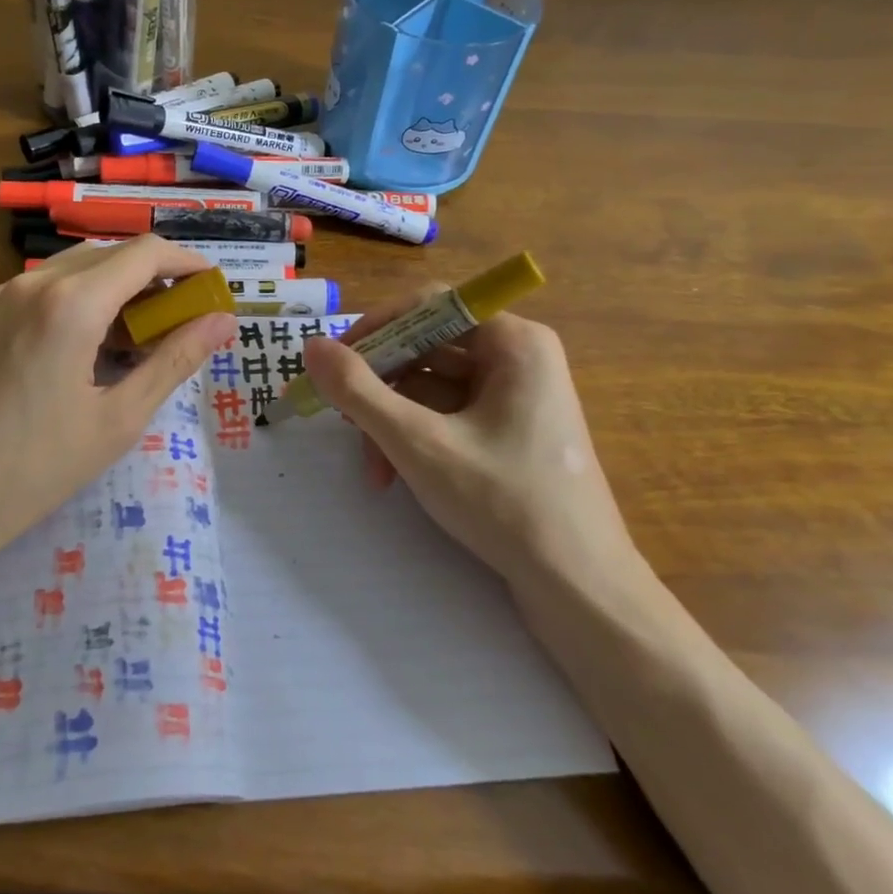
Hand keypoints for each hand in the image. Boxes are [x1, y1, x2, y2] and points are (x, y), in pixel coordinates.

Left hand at [0, 237, 236, 575]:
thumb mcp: (118, 419)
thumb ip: (174, 360)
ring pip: (75, 269)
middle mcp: (32, 283)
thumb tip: (223, 321)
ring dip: (115, 289)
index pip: (145, 252)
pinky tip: (85, 349)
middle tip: (180, 323)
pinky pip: (43, 290)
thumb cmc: (34, 468)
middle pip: (110, 254)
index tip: (212, 289)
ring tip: (136, 341)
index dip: (187, 262)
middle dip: (153, 278)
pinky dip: (79, 301)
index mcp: (71, 303)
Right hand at [301, 298, 633, 581]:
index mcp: (514, 342)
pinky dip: (417, 438)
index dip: (377, 328)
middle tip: (342, 420)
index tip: (334, 363)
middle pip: (428, 348)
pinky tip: (395, 474)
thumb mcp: (419, 443)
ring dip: (393, 421)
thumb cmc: (504, 503)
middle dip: (380, 388)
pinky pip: (449, 414)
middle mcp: (519, 358)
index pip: (430, 305)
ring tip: (374, 469)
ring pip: (433, 387)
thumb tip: (312, 346)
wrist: (580, 588)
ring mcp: (517, 397)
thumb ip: (359, 391)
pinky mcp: (511, 433)